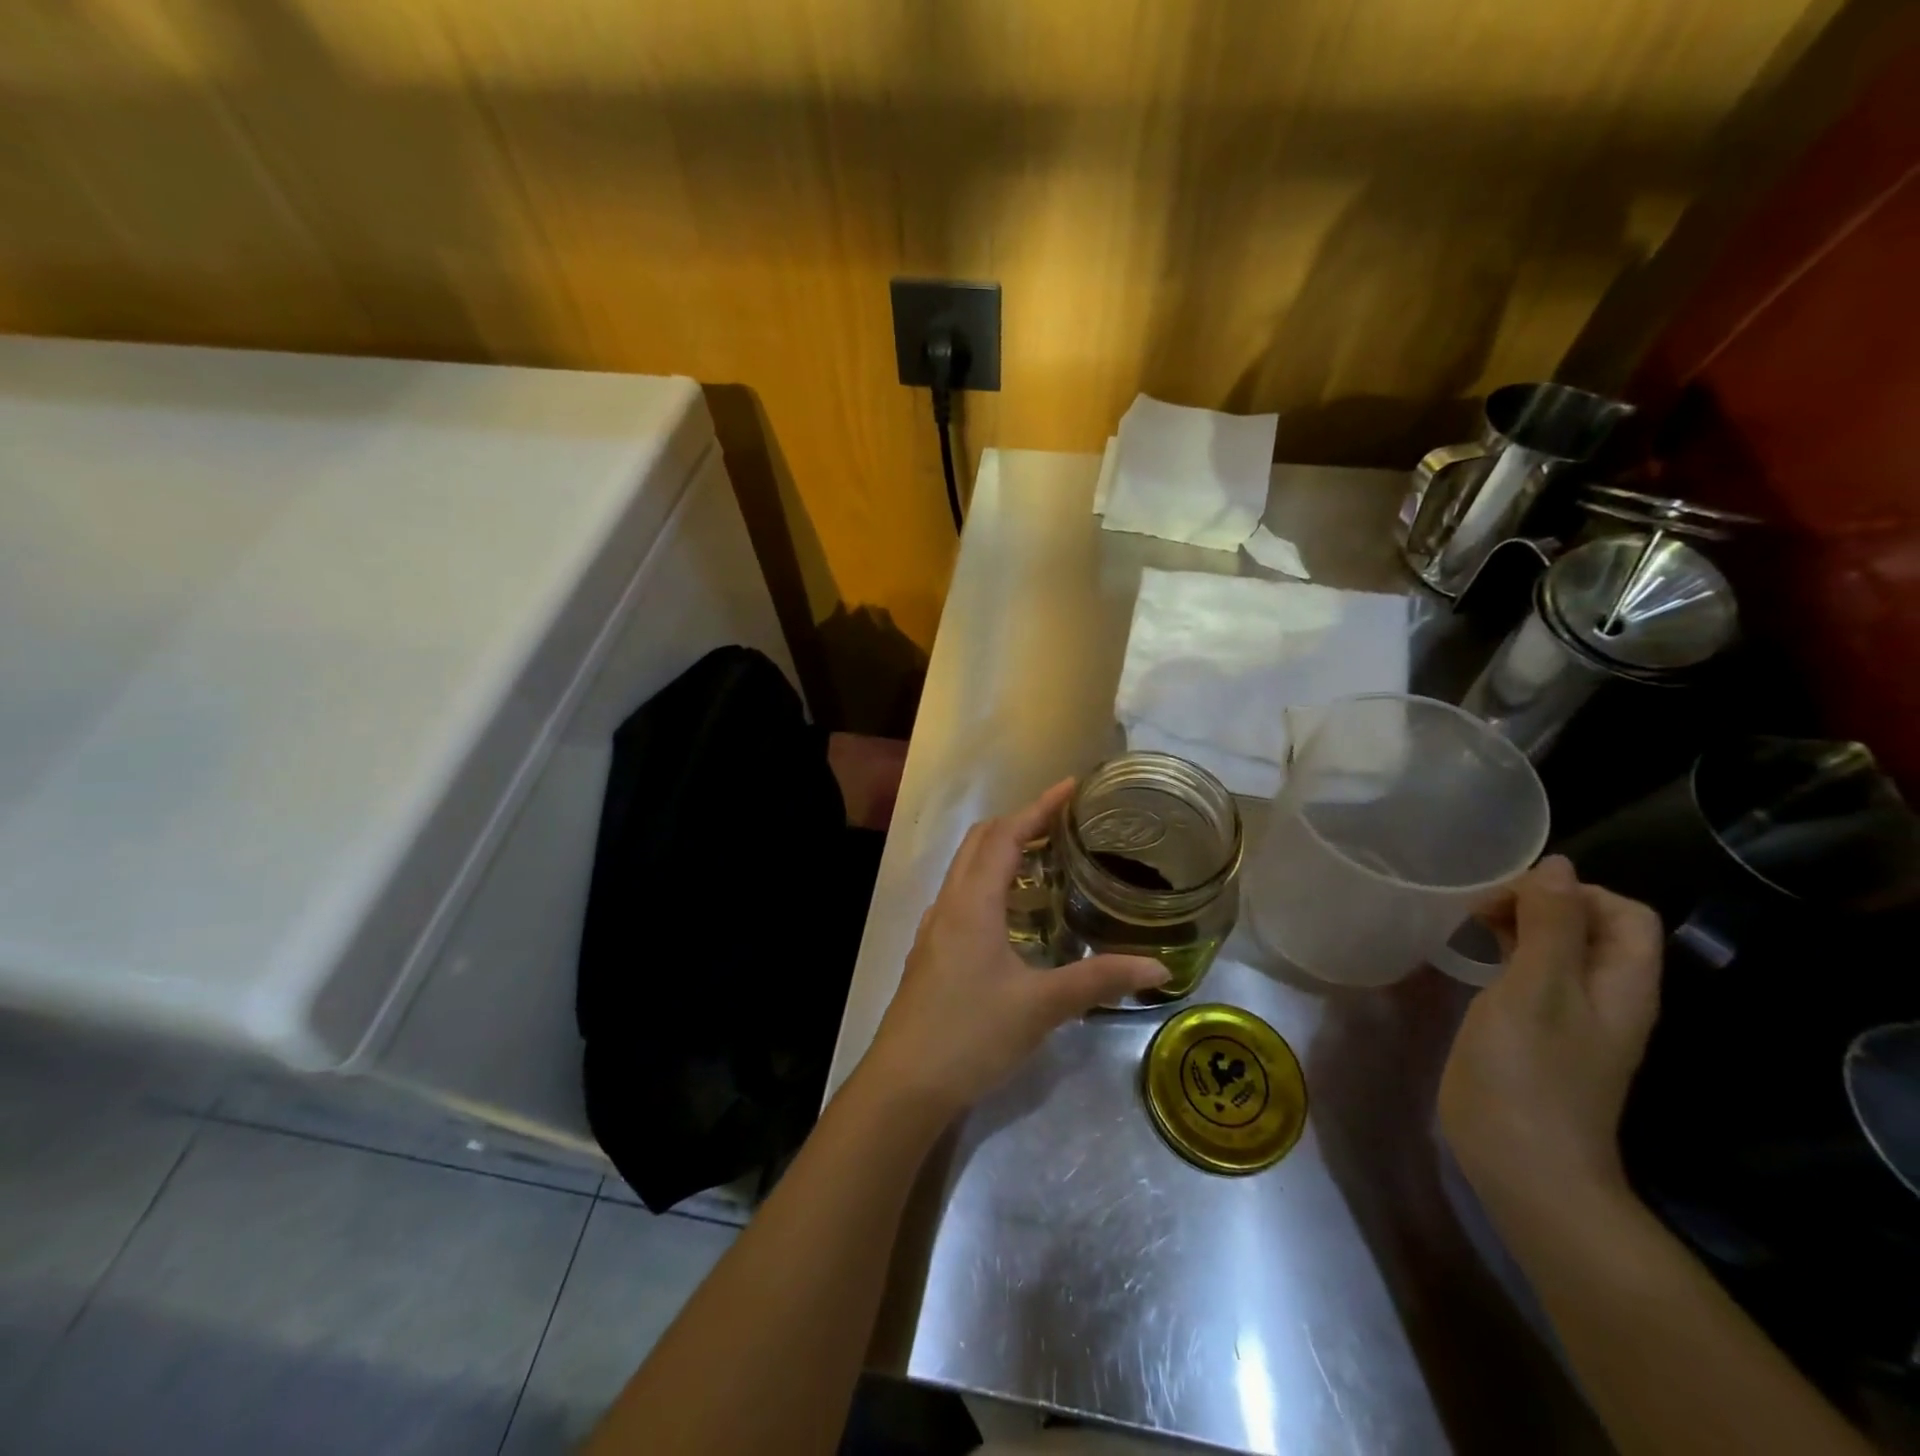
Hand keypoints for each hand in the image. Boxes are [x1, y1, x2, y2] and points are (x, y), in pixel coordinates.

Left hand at [860, 780, 1169, 1120]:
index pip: (1006, 835)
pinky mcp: (931, 952)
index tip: (1070, 787)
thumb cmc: (971, 1034)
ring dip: (1002, 853)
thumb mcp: (1041, 1006)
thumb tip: (1158, 969)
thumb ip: (1098, 980)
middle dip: (1019, 822)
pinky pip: (962, 897)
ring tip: (1046, 862)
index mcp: (973, 902)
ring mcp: (935, 928)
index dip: (1039, 807)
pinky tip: (1015, 915)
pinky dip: (990, 884)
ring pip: (967, 869)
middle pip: (981, 842)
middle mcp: (949, 904)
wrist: (904, 1084)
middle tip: (1063, 824)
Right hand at [1438, 855, 1663, 1223]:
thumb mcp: (1537, 989)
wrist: (1522, 1162)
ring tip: (1468, 922)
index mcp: (1621, 984)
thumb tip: (1556, 866)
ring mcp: (1570, 1016)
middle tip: (1478, 907)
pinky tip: (1469, 955)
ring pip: (1556, 948)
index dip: (1572, 892)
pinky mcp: (1535, 1031)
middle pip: (1589, 926)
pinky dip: (1504, 952)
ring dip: (1517, 925)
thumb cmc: (1529, 1072)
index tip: (1511, 897)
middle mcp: (1604, 995)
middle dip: (1538, 903)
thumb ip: (1550, 927)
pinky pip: (1530, 973)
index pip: (1622, 912)